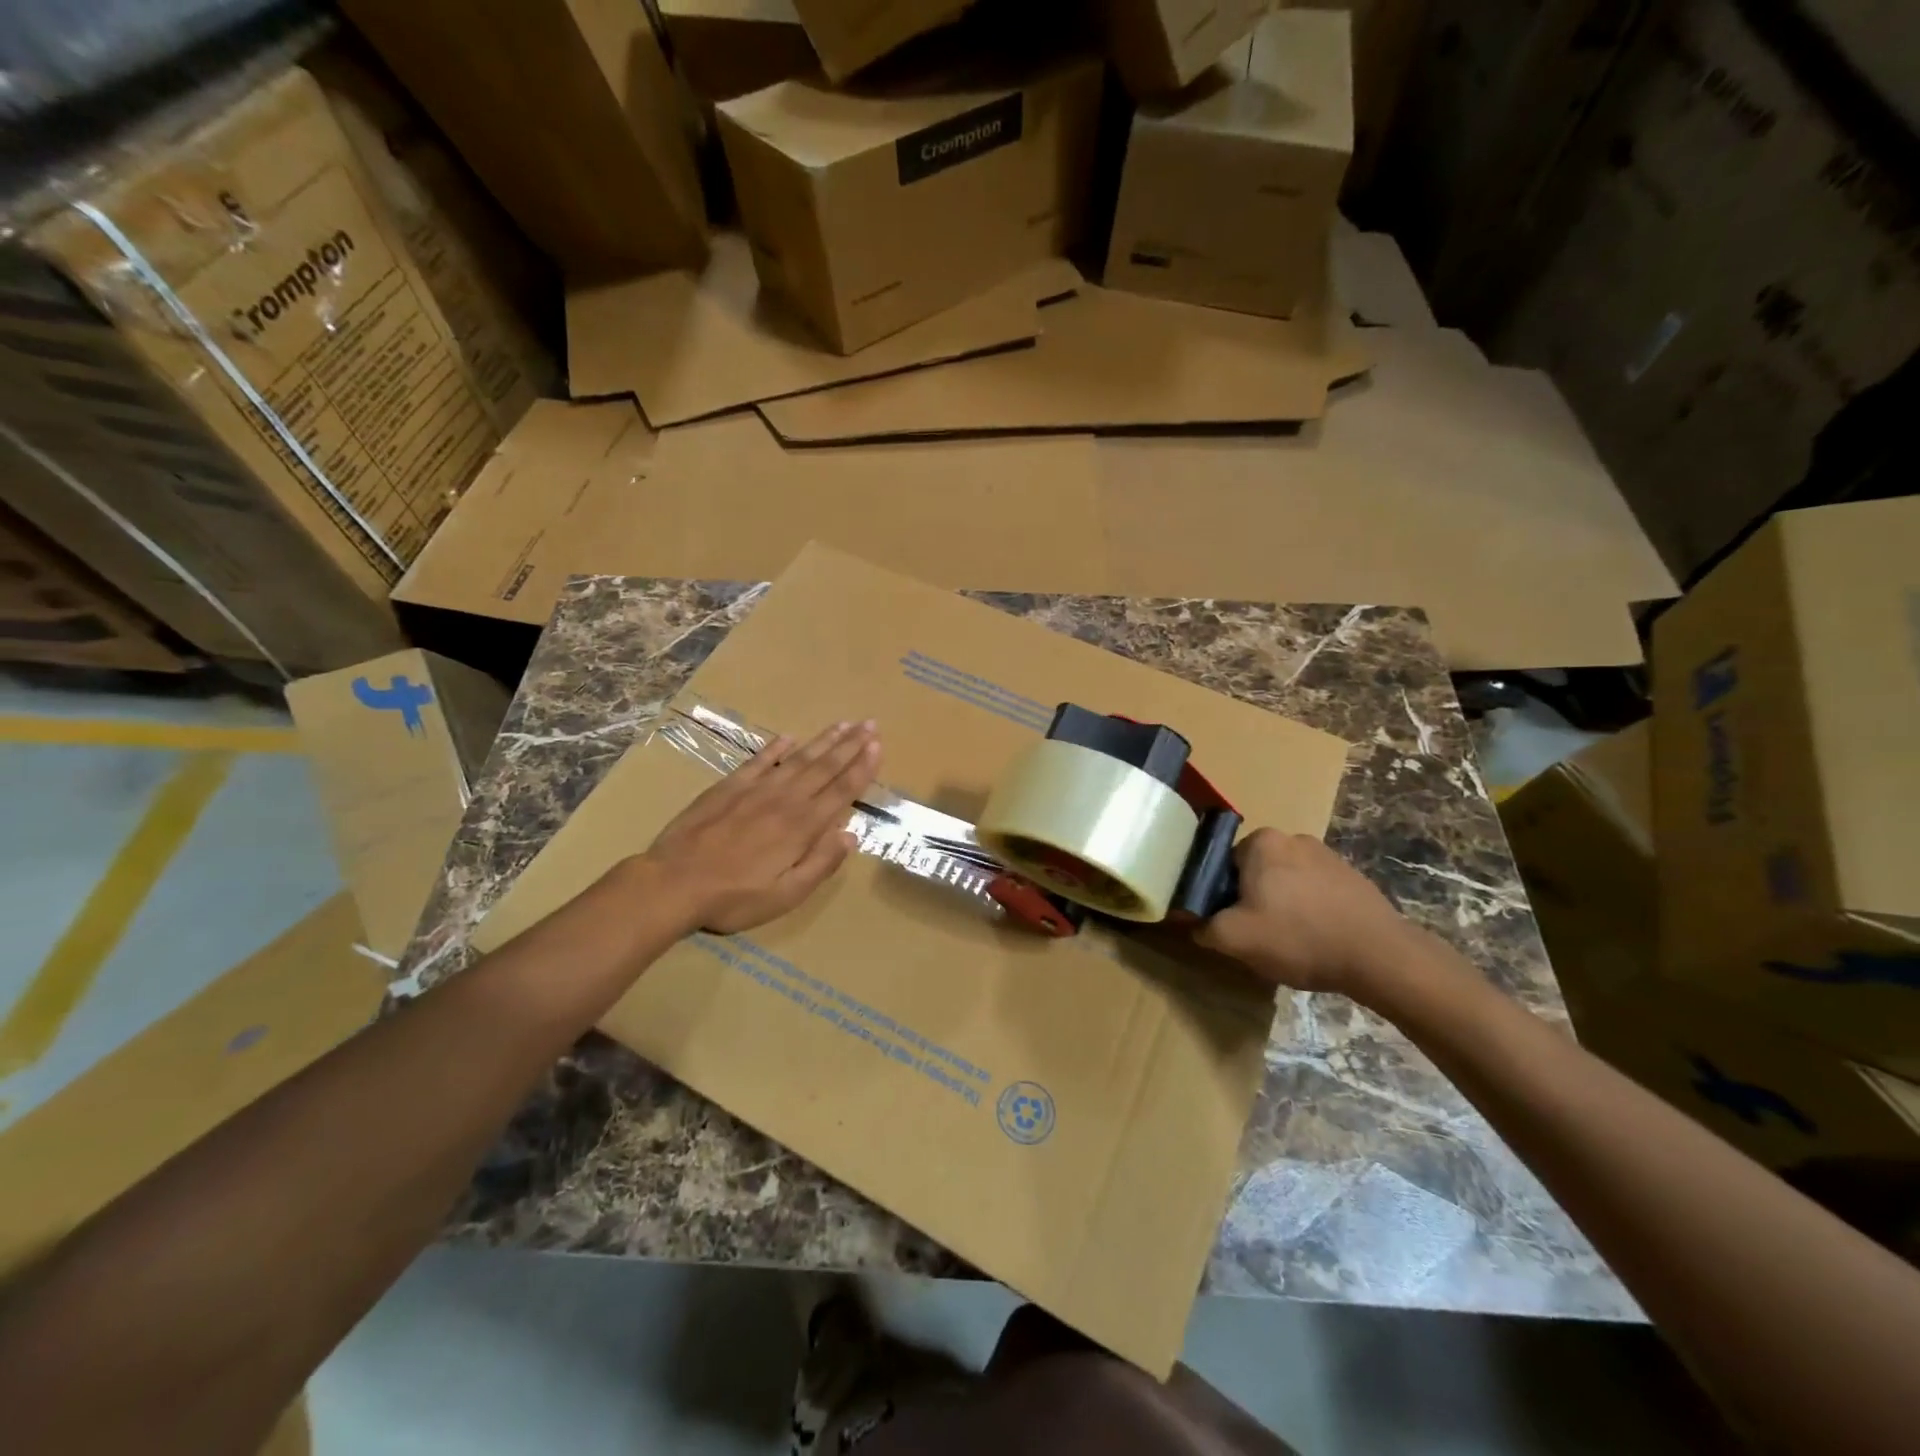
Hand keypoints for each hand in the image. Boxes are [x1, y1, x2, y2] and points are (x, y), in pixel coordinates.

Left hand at [643, 721, 880, 933]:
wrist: (673, 883)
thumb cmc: (734, 898)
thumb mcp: (786, 896)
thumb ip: (820, 864)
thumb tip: (850, 835)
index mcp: (802, 827)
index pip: (840, 790)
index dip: (862, 768)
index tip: (878, 746)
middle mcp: (784, 800)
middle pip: (824, 767)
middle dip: (850, 745)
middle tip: (870, 724)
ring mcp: (755, 790)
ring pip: (797, 758)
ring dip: (823, 741)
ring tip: (843, 724)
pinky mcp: (728, 787)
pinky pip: (758, 761)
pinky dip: (775, 747)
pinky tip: (788, 737)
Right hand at [1196, 829, 1422, 1001]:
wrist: (1380, 956)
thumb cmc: (1298, 937)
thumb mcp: (1235, 938)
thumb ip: (1202, 926)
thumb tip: (1190, 922)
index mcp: (1262, 842)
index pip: (1223, 865)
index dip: (1220, 897)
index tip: (1230, 924)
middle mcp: (1293, 838)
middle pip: (1255, 872)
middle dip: (1252, 899)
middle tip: (1258, 935)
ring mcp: (1328, 855)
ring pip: (1286, 882)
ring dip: (1282, 905)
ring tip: (1291, 941)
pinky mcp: (1353, 876)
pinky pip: (1315, 891)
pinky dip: (1310, 910)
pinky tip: (1317, 938)